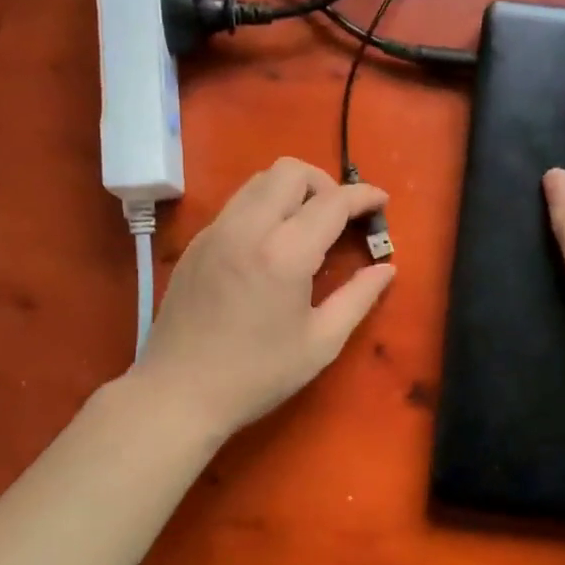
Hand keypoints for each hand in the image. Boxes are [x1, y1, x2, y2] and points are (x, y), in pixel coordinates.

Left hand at [133, 158, 394, 437]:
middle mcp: (247, 228)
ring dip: (292, 190)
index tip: (382, 201)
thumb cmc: (257, 375)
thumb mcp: (321, 343)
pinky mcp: (196, 243)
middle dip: (324, 183)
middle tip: (339, 217)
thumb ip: (358, 298)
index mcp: (283, 254)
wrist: (178, 393)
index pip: (331, 201)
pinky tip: (271, 245)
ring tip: (308, 226)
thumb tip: (386, 268)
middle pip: (290, 171)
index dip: (363, 196)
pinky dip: (264, 207)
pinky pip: (237, 204)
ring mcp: (215, 232)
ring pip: (259, 181)